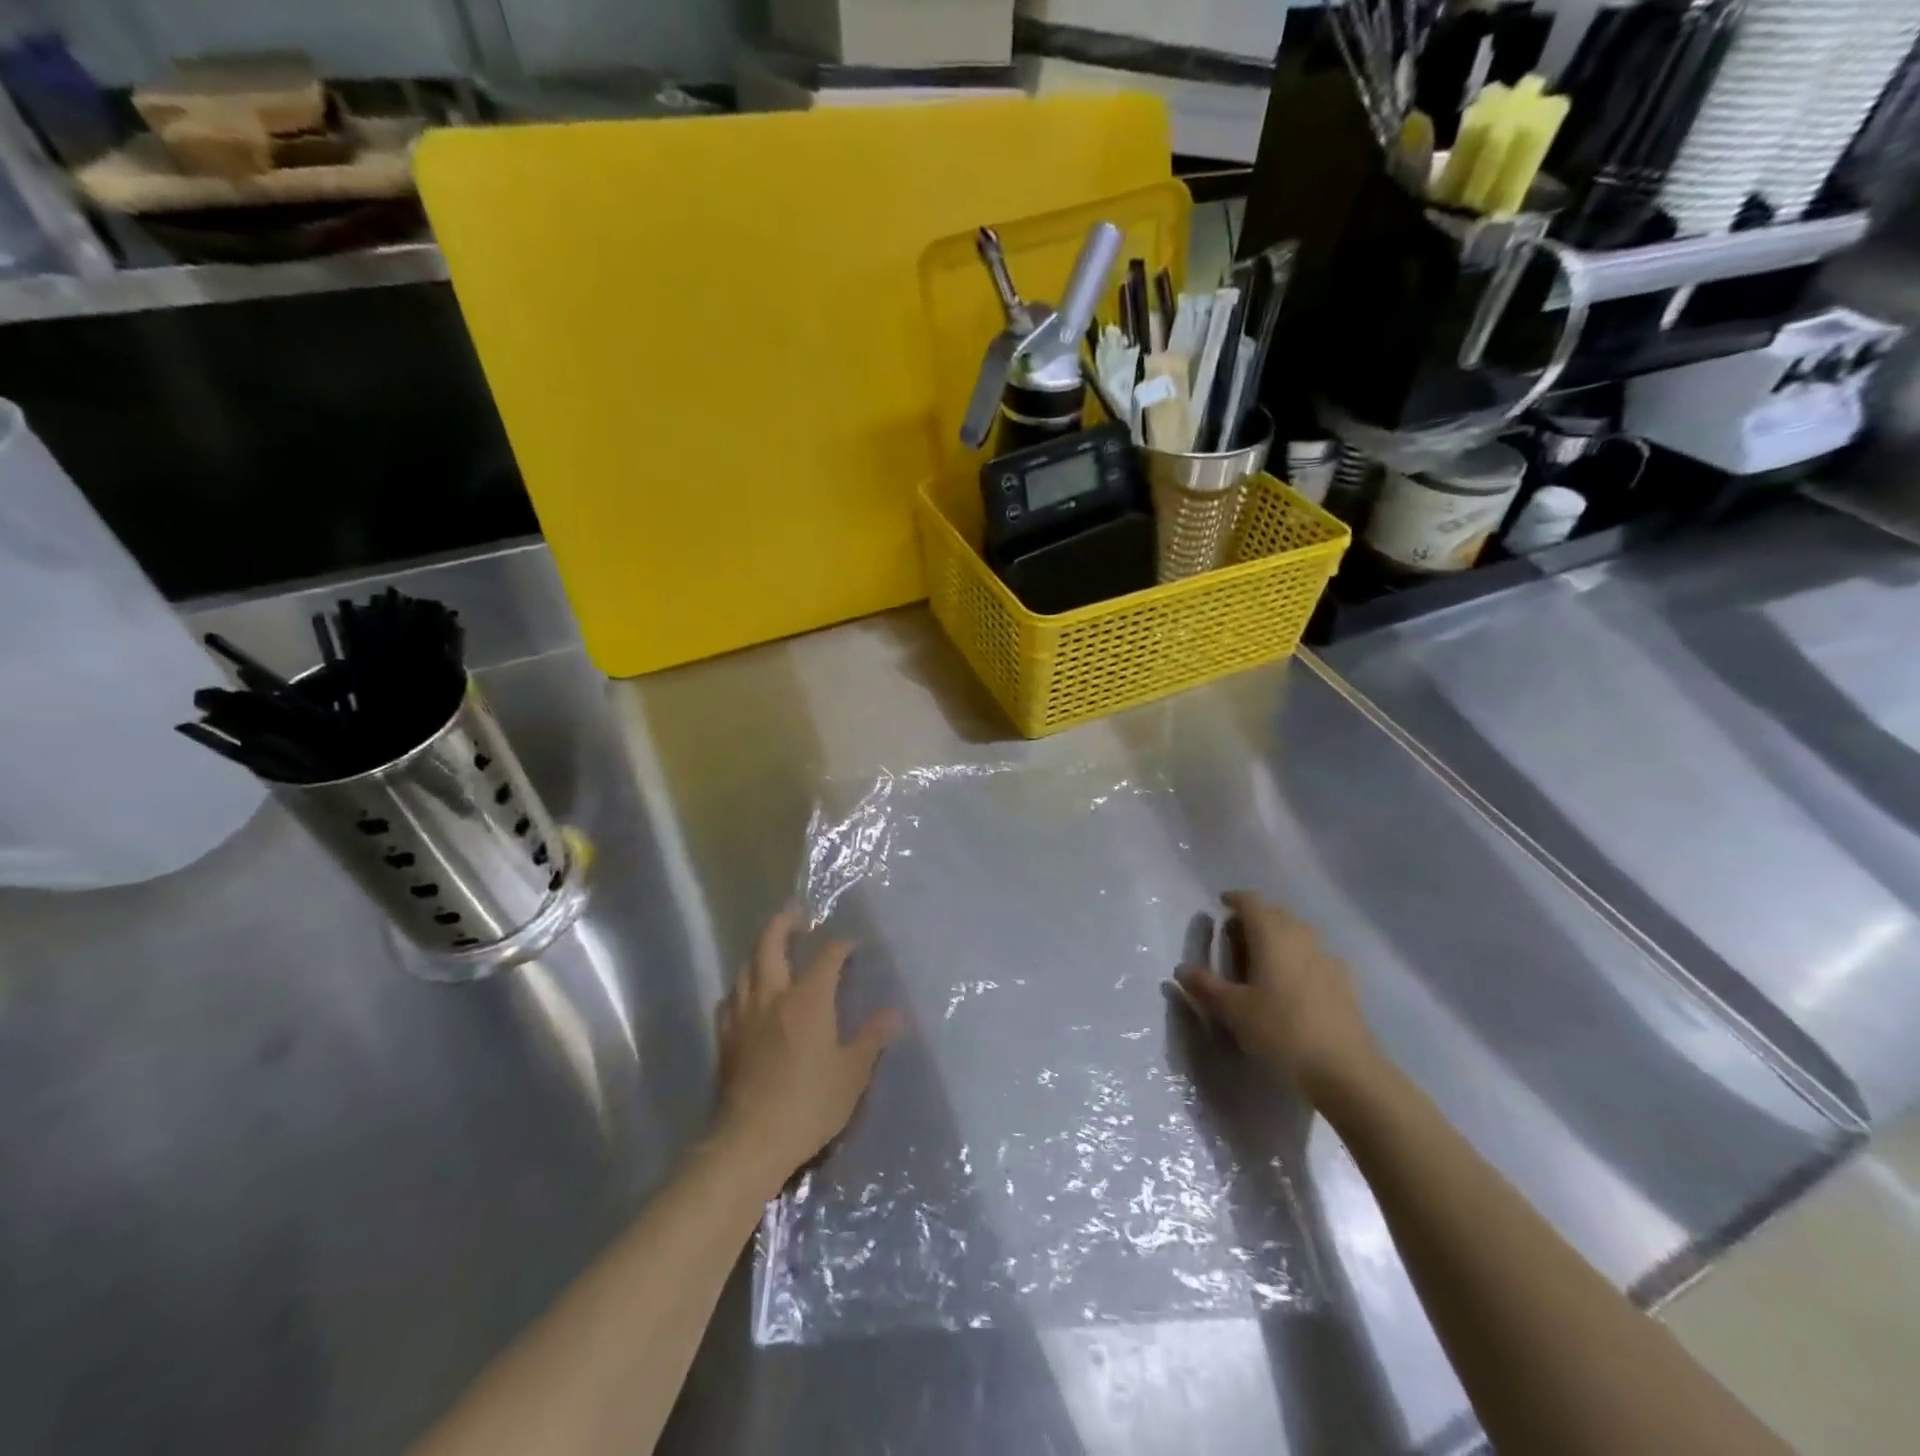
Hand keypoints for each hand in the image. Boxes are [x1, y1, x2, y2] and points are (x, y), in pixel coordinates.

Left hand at [714, 909, 903, 1189]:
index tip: (853, 944)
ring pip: (746, 966)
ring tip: (773, 950)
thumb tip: (894, 1014)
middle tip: (797, 916)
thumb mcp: (852, 1074)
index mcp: (808, 999)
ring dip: (760, 950)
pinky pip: (731, 997)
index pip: (827, 956)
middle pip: (770, 943)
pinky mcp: (725, 1037)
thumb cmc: (809, 1104)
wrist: (750, 1141)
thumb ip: (871, 1039)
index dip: (841, 945)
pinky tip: (748, 995)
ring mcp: (743, 1015)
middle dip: (784, 923)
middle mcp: (772, 995)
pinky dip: (742, 985)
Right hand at [1174, 890, 1380, 1103]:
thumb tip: (1182, 969)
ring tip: (1264, 957)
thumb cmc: (1281, 1031)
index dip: (1235, 899)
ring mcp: (1327, 959)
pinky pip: (1317, 957)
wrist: (1345, 1070)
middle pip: (1278, 913)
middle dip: (1257, 916)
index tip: (1222, 904)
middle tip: (1237, 934)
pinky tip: (1296, 981)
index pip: (1252, 902)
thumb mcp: (1233, 1011)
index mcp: (1271, 936)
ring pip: (1300, 933)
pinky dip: (1301, 958)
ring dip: (1280, 935)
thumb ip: (1206, 986)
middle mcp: (1301, 938)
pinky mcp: (1345, 983)